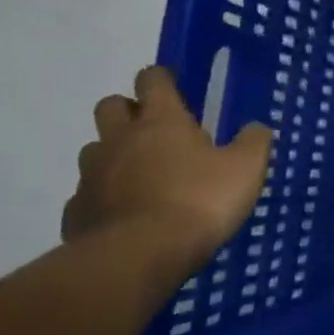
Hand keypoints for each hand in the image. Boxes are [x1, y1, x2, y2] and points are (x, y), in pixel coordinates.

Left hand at [62, 66, 271, 273]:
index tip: (174, 86)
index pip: (153, 80)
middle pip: (111, 106)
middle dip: (129, 110)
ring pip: (96, 149)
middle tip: (156, 129)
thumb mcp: (246, 169)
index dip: (162, 78)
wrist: (139, 256)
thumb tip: (256, 126)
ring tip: (142, 174)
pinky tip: (126, 213)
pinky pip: (88, 193)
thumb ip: (253, 142)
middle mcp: (120, 139)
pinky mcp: (77, 210)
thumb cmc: (200, 201)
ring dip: (115, 153)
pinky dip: (105, 196)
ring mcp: (92, 174)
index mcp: (161, 121)